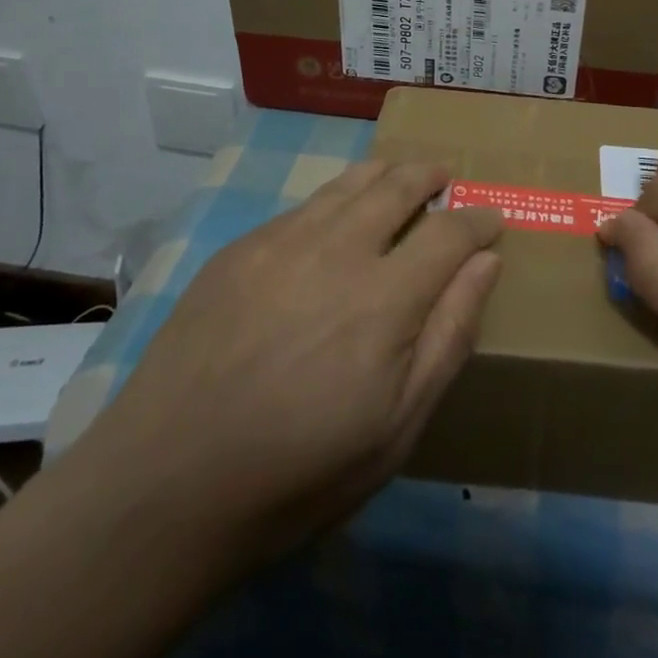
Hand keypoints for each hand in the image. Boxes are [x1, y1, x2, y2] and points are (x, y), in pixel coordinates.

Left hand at [62, 160, 502, 595]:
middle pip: (398, 185)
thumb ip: (449, 336)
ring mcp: (282, 241)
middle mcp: (337, 250)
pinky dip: (335, 200)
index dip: (478, 219)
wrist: (166, 484)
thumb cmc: (299, 471)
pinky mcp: (240, 248)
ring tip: (400, 176)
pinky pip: (304, 206)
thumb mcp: (397, 427)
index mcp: (384, 298)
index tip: (492, 218)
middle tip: (446, 177)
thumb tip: (486, 263)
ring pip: (348, 182)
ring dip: (385, 173)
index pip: (450, 232)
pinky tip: (334, 219)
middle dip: (431, 175)